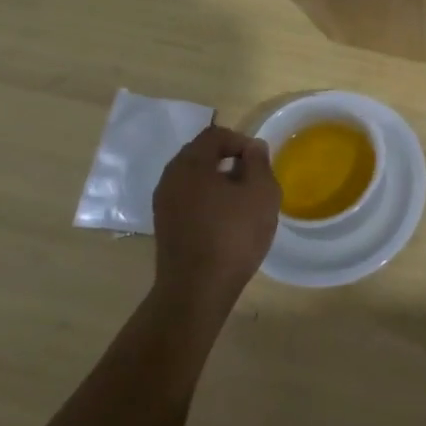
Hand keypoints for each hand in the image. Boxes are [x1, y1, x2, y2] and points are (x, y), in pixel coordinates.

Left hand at [149, 124, 280, 324]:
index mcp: (190, 163)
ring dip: (218, 182)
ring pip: (194, 179)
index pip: (215, 135)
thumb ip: (259, 162)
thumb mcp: (261, 192)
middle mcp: (170, 177)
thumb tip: (253, 148)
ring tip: (242, 202)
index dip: (241, 141)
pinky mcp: (164, 226)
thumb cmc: (233, 235)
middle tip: (253, 179)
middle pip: (201, 154)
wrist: (197, 290)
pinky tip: (225, 221)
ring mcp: (163, 203)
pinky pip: (188, 199)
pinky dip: (207, 200)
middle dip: (229, 160)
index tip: (260, 162)